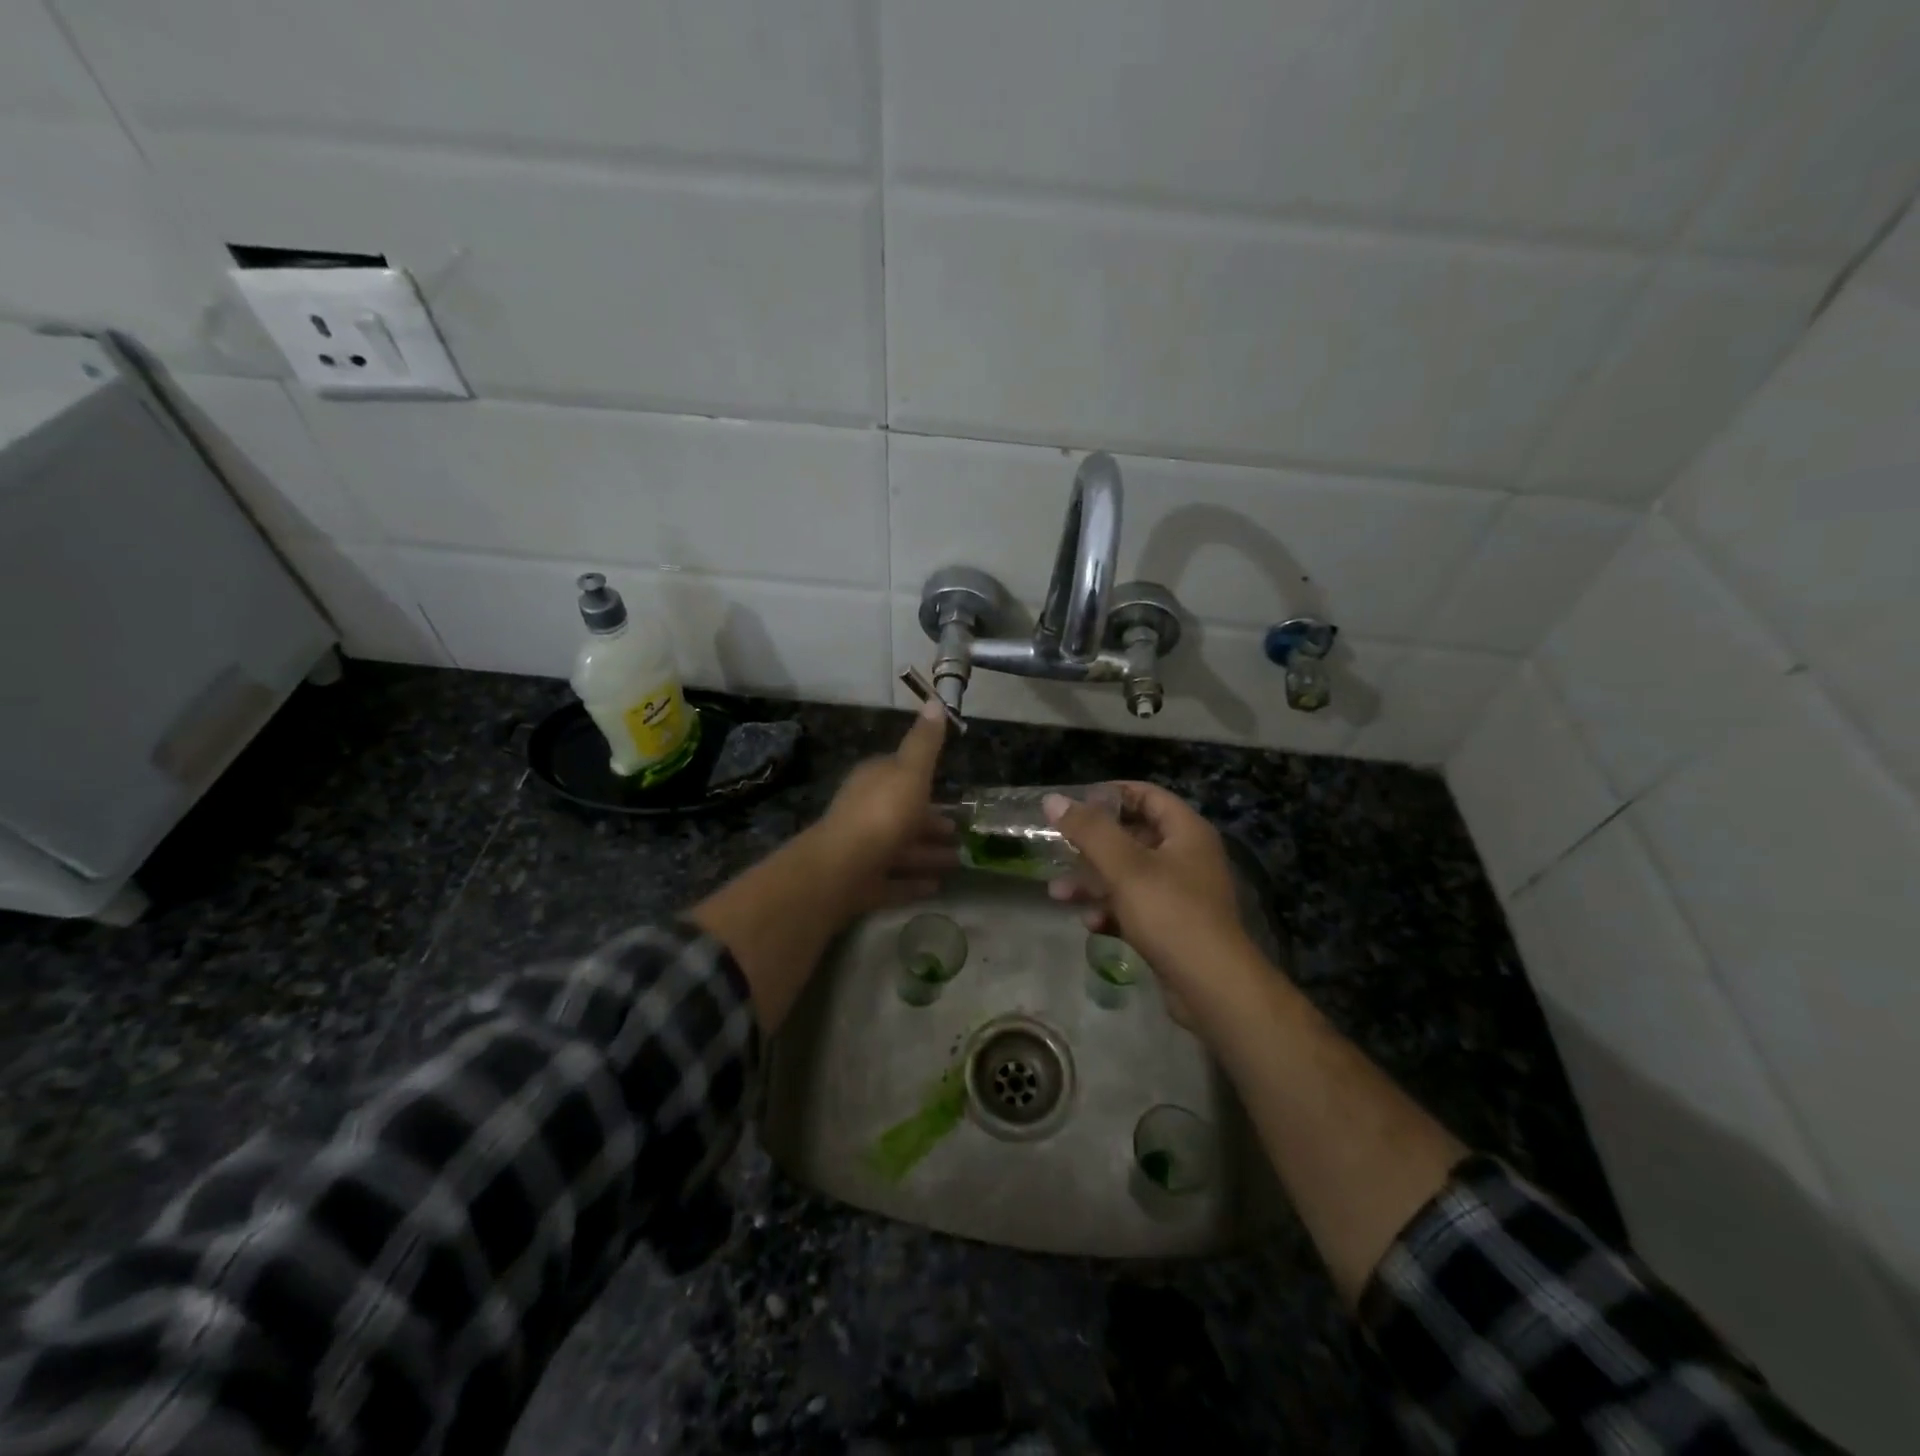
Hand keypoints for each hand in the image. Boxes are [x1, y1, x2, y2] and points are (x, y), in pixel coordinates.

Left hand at [812, 699, 957, 913]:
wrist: (842, 868)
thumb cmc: (882, 813)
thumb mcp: (910, 771)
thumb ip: (925, 742)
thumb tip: (934, 701)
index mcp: (873, 782)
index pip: (898, 773)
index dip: (922, 779)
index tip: (949, 788)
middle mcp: (865, 812)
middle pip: (902, 814)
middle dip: (930, 822)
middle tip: (960, 832)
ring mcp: (862, 849)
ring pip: (900, 848)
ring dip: (927, 854)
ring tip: (958, 862)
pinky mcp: (861, 883)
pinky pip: (893, 881)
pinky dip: (913, 883)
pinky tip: (936, 888)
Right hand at [1043, 783, 1255, 1020]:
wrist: (1212, 987)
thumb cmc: (1170, 914)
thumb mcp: (1125, 867)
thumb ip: (1089, 830)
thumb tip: (1053, 800)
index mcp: (1186, 832)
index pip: (1147, 795)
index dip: (1110, 794)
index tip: (1074, 804)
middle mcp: (1187, 856)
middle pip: (1133, 836)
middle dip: (1092, 846)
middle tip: (1058, 849)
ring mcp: (1181, 893)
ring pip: (1128, 875)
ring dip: (1093, 882)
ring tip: (1058, 894)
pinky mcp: (1172, 926)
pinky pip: (1135, 907)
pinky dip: (1111, 910)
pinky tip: (1090, 923)